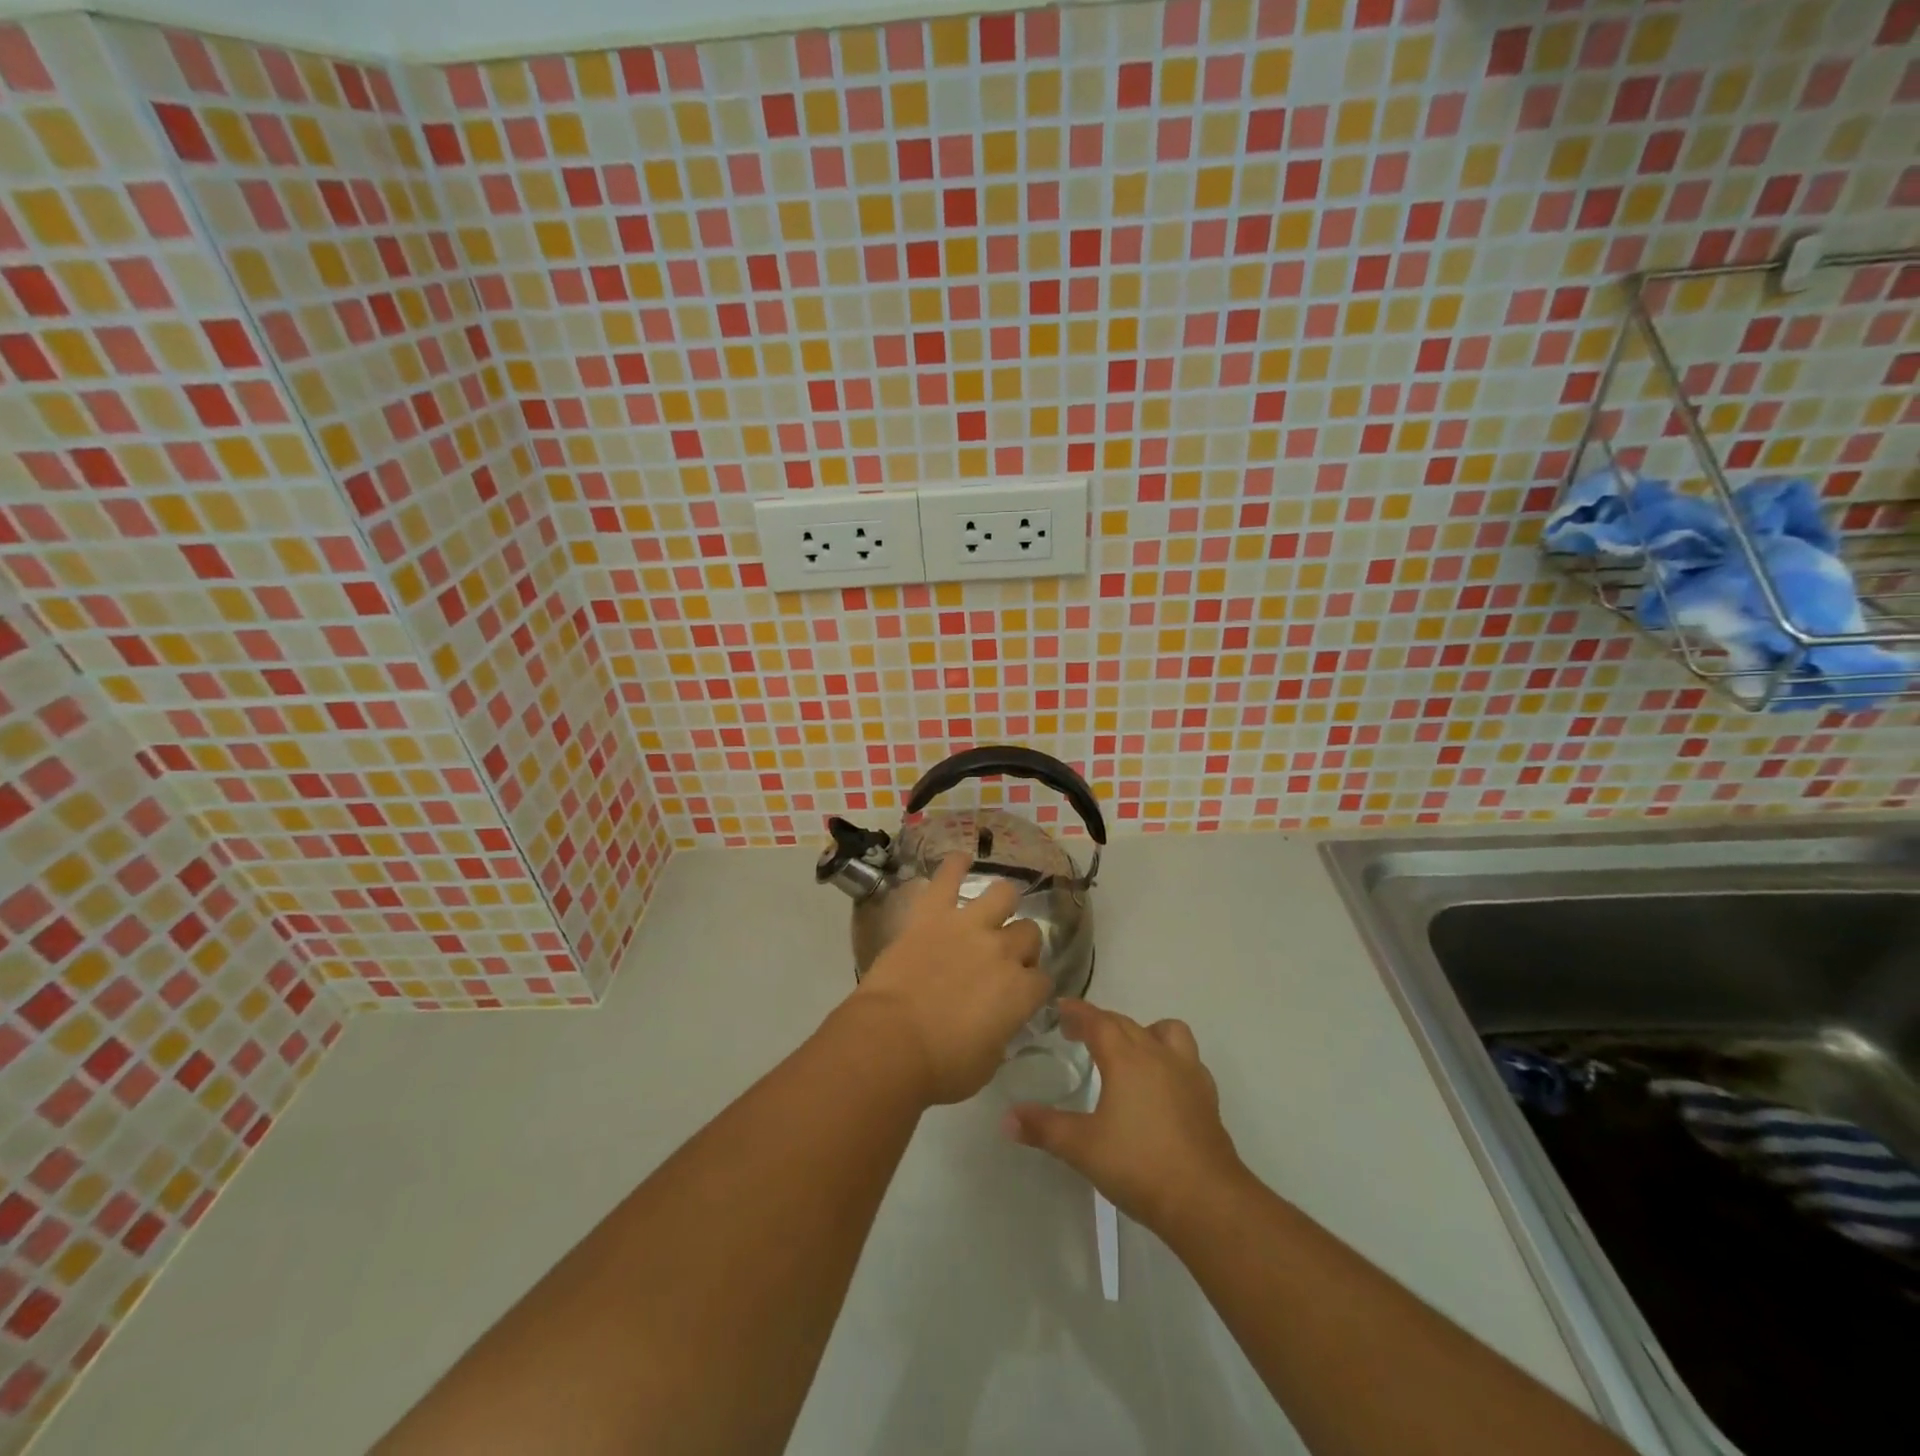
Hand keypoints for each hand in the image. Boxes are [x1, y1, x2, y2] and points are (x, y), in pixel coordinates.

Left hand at [844, 855, 1050, 1106]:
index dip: (1033, 988)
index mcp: (1021, 992)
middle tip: (1001, 961)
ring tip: (990, 911)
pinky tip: (960, 859)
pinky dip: (955, 865)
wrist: (890, 1042)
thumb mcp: (987, 1062)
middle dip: (1021, 947)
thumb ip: (1001, 1033)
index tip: (1020, 996)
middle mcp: (1002, 951)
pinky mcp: (932, 914)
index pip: (1044, 980)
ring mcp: (967, 926)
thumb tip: (998, 1023)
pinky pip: (948, 877)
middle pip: (1029, 934)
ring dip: (1001, 903)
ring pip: (1003, 894)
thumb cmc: (940, 1066)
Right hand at [1002, 999, 1245, 1234]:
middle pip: (1126, 1023)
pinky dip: (1169, 1060)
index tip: (1059, 1009)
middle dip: (1100, 1022)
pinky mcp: (1207, 1096)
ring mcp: (1188, 1073)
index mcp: (1126, 1057)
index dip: (1077, 1011)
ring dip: (1143, 1032)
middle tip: (1077, 1034)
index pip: (1097, 1020)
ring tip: (1127, 1053)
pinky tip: (1160, 1085)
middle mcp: (1158, 1054)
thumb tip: (1006, 1118)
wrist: (1206, 1200)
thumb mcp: (1082, 1147)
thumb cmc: (1139, 1165)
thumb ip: (1044, 1128)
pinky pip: (1186, 1060)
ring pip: (1165, 1031)